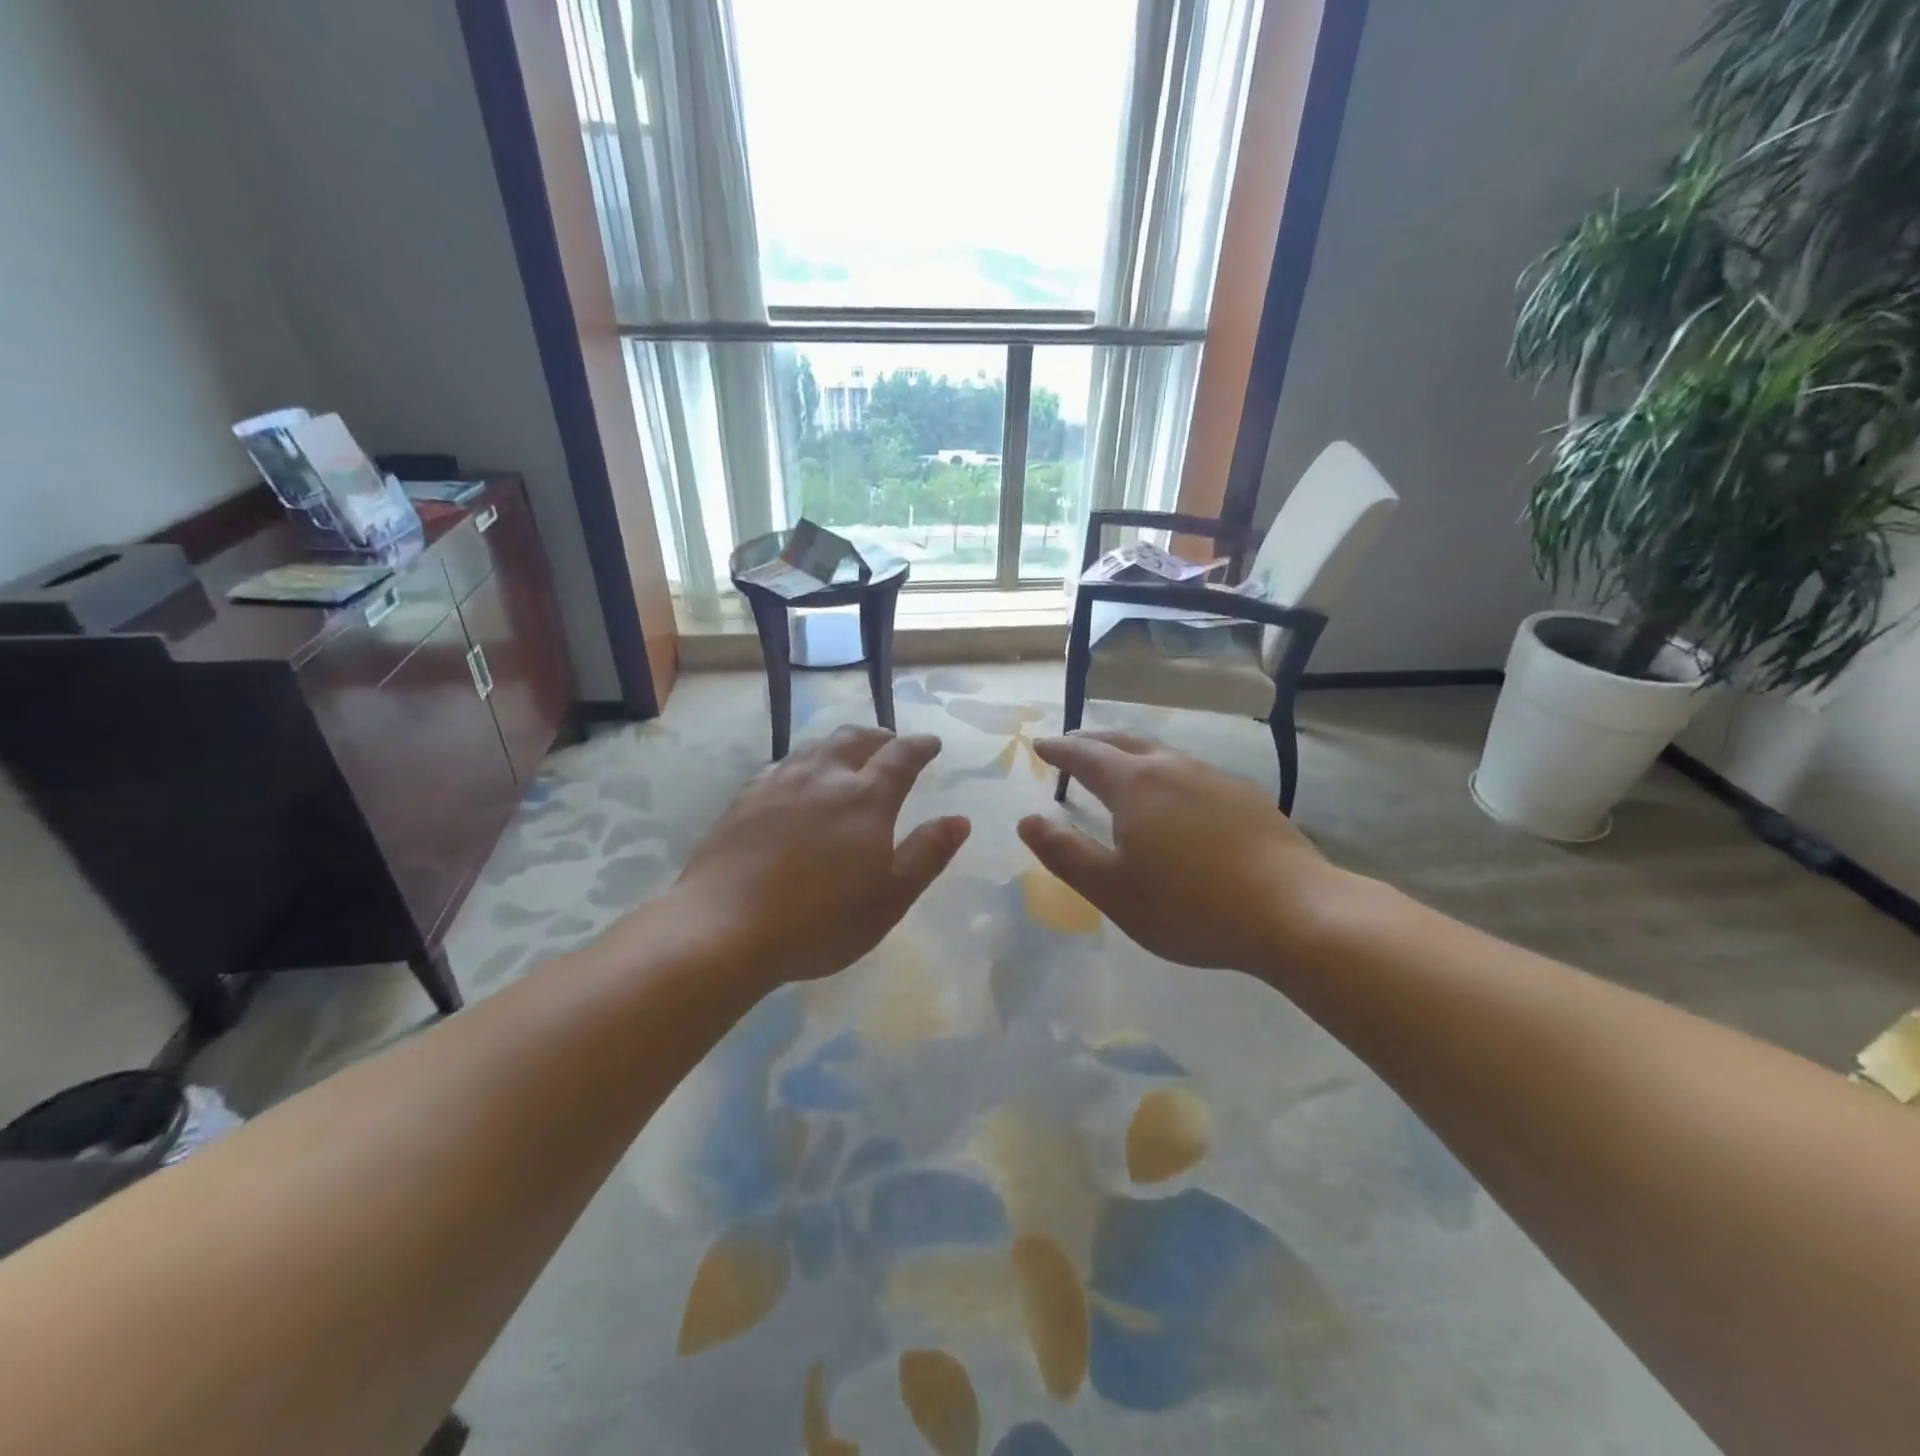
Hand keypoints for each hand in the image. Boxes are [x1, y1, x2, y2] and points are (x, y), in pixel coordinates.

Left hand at [669, 726, 970, 986]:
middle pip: (854, 739)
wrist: (724, 927)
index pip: (901, 756)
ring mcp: (778, 784)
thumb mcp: (890, 898)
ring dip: (839, 744)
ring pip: (815, 747)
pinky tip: (796, 780)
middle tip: (890, 744)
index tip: (931, 743)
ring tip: (847, 755)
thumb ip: (927, 854)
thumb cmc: (820, 920)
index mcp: (866, 798)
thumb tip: (959, 819)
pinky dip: (802, 764)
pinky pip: (780, 766)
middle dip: (879, 737)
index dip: (920, 746)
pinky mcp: (743, 799)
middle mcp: (823, 777)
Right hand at [1019, 731, 1349, 973]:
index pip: (1086, 755)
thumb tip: (1027, 820)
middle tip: (1072, 745)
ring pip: (1161, 753)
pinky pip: (1190, 771)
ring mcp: (1214, 778)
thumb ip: (1065, 852)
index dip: (1060, 750)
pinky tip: (1174, 796)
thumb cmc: (1189, 905)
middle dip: (1092, 741)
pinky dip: (1164, 772)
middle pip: (1124, 742)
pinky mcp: (1245, 797)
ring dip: (1130, 753)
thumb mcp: (1112, 889)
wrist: (1292, 912)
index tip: (1040, 745)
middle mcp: (1173, 768)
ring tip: (1118, 766)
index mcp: (1135, 785)